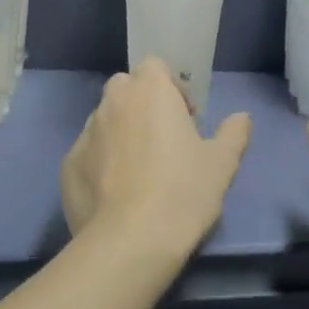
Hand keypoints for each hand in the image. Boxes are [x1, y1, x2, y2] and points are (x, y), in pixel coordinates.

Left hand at [60, 58, 251, 259]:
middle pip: (125, 88)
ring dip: (121, 133)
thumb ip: (233, 133)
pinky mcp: (67, 167)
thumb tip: (241, 118)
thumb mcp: (222, 163)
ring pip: (104, 120)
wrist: (130, 242)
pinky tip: (116, 195)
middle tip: (163, 140)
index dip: (171, 87)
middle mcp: (113, 103)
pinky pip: (88, 153)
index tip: (185, 118)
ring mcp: (85, 134)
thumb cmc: (183, 191)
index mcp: (149, 91)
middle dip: (142, 104)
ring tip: (139, 171)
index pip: (154, 66)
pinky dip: (100, 163)